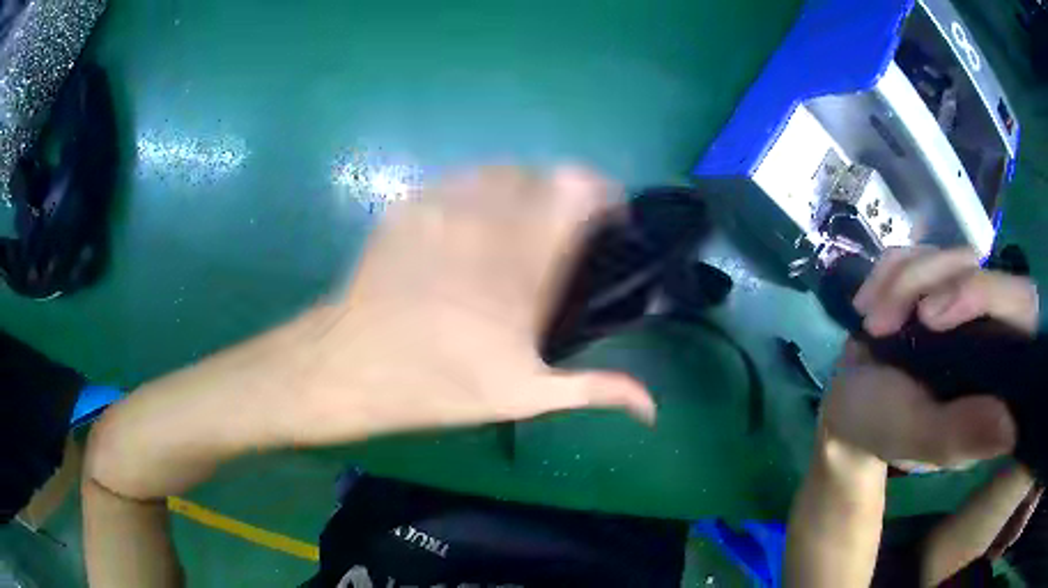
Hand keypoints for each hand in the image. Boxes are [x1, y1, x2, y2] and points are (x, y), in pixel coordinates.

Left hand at [286, 166, 655, 444]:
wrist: (352, 364)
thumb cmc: (440, 381)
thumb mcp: (523, 394)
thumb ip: (595, 390)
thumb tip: (653, 411)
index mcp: (527, 256)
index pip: (581, 188)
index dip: (604, 194)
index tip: (609, 219)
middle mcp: (490, 215)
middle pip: (546, 173)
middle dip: (566, 196)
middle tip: (562, 234)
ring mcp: (445, 203)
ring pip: (503, 170)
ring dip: (524, 190)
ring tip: (518, 227)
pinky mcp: (412, 204)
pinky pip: (461, 179)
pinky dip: (480, 191)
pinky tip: (472, 224)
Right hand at [821, 247, 1038, 466]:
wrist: (848, 408)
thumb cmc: (883, 430)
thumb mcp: (917, 436)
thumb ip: (961, 433)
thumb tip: (1012, 429)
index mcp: (998, 373)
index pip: (1023, 308)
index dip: (988, 294)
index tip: (932, 318)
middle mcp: (991, 330)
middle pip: (986, 268)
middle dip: (934, 283)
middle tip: (897, 319)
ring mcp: (965, 300)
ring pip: (949, 256)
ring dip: (903, 282)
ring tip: (873, 325)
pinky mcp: (937, 281)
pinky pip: (919, 249)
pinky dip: (888, 273)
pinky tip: (867, 307)